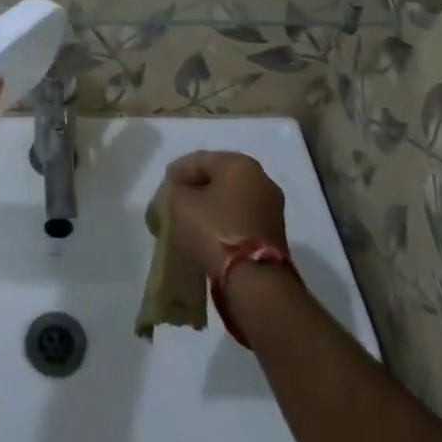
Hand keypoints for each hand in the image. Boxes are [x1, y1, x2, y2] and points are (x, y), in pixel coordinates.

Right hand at [165, 151, 289, 280]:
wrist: (256, 282)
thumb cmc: (215, 231)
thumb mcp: (181, 204)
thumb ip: (177, 191)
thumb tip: (182, 194)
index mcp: (240, 164)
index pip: (202, 159)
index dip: (180, 169)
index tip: (166, 181)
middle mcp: (262, 180)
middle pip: (221, 178)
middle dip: (199, 186)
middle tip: (178, 196)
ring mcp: (272, 209)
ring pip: (233, 200)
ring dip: (213, 206)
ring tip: (191, 217)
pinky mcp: (275, 235)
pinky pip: (242, 219)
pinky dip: (225, 222)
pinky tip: (209, 232)